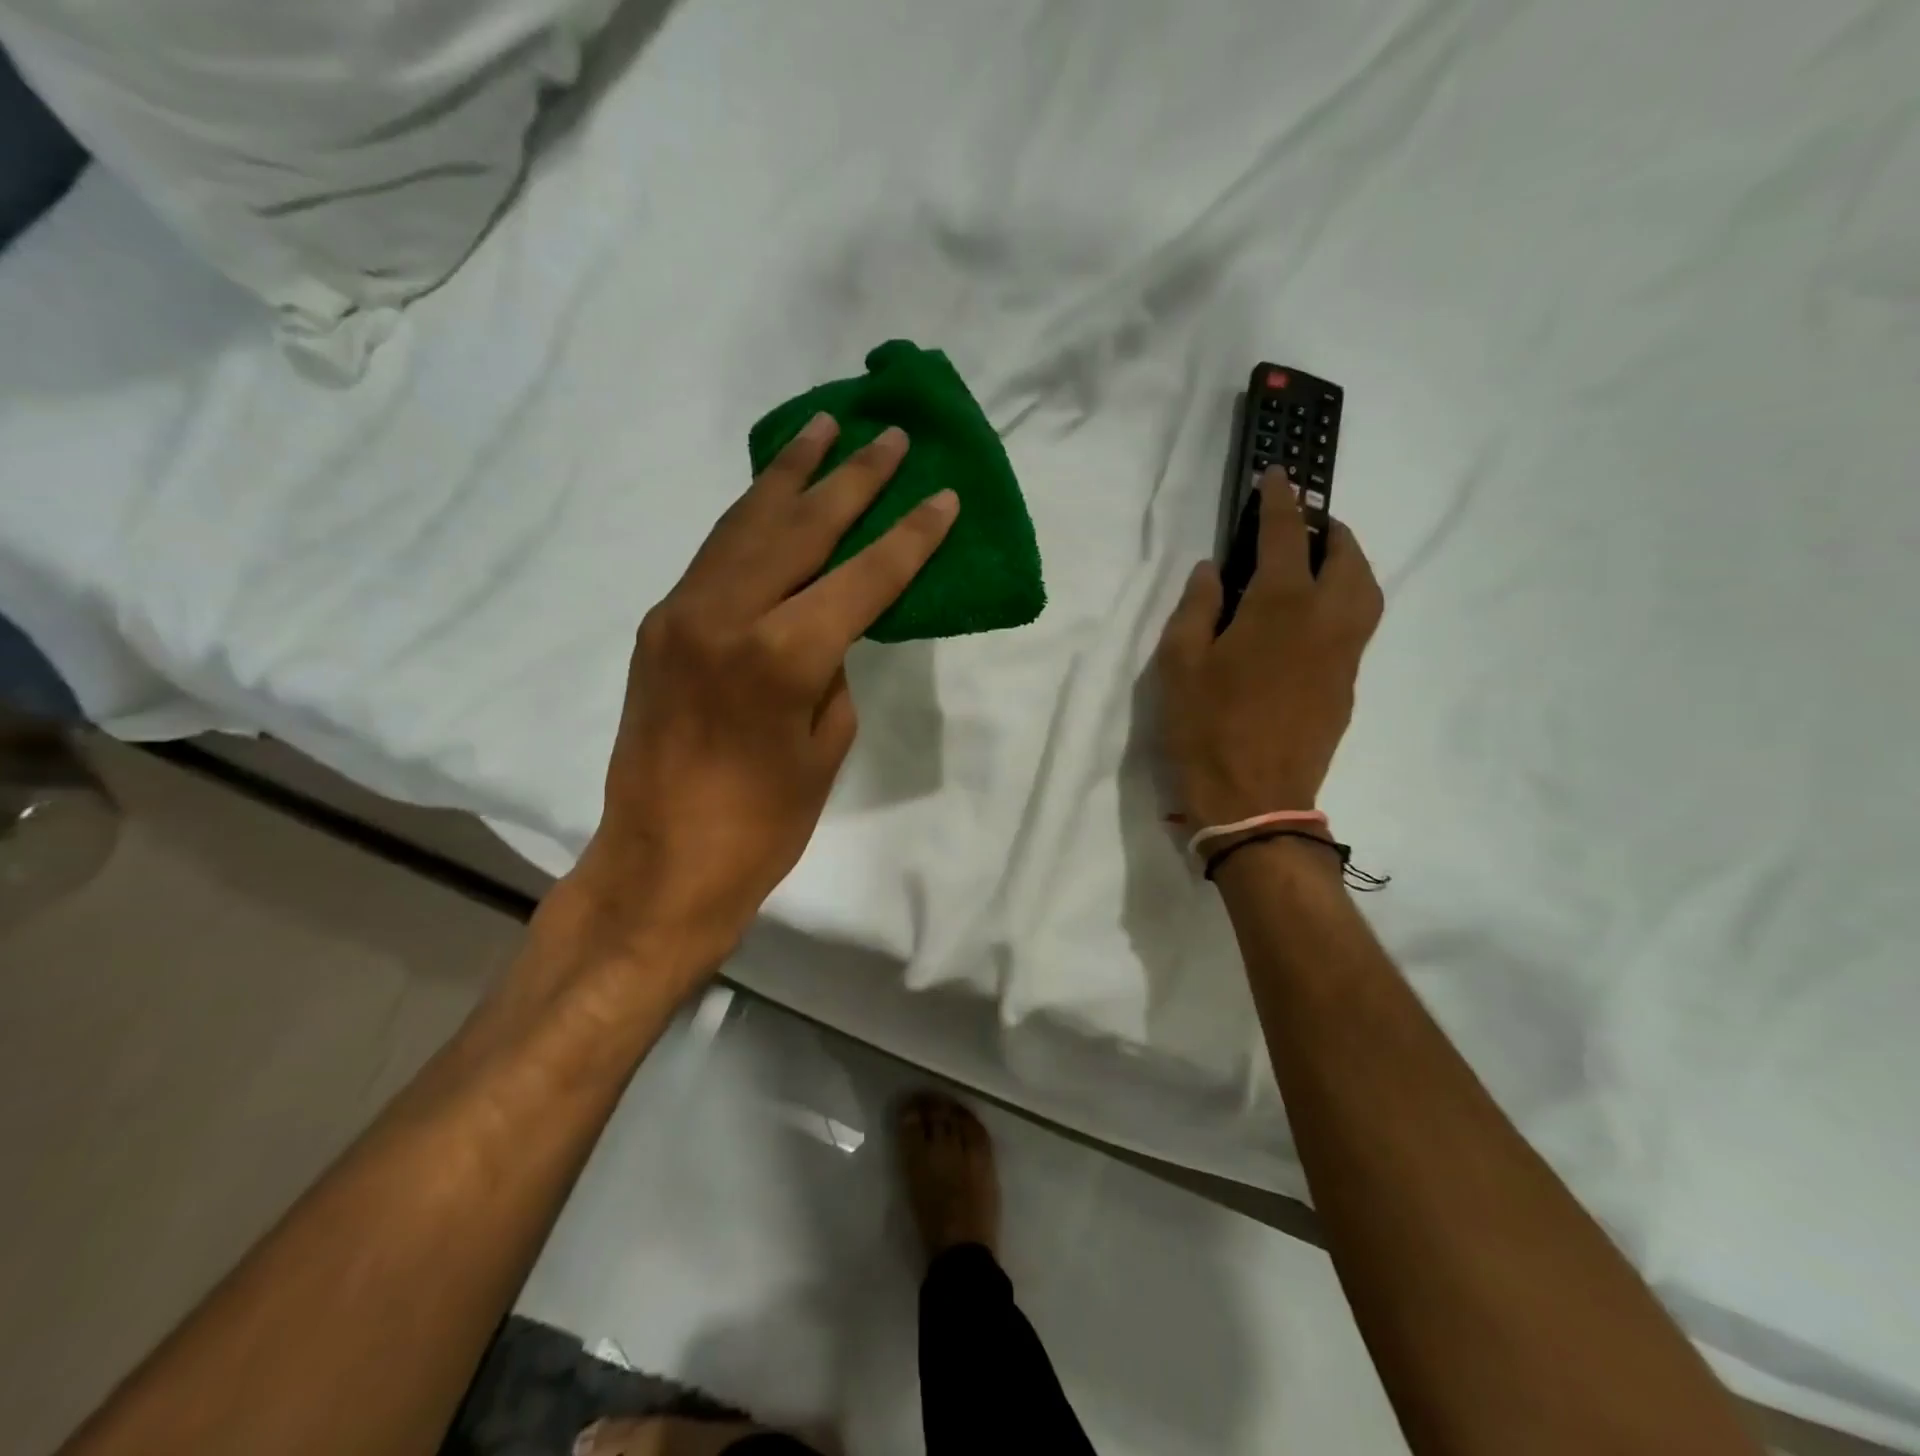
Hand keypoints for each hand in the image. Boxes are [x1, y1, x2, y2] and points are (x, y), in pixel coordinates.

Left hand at [568, 415, 957, 980]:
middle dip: (851, 479)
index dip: (909, 536)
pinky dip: (749, 519)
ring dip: (788, 476)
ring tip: (821, 429)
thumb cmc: (763, 825)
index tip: (943, 494)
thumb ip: (830, 668)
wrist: (662, 863)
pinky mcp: (659, 626)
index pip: (862, 576)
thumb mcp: (825, 745)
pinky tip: (770, 497)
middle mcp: (726, 614)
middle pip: (800, 528)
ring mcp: (682, 614)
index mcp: (781, 654)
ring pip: (745, 525)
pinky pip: (714, 555)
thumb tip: (826, 626)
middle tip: (887, 435)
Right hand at [1156, 473, 1382, 826]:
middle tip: (1306, 522)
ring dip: (1349, 564)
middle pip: (1348, 558)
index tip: (1278, 476)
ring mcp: (1344, 656)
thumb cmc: (1205, 729)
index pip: (1286, 536)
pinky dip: (1346, 600)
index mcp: (1281, 607)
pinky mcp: (1347, 686)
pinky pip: (1358, 625)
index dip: (1281, 501)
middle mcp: (1326, 621)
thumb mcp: (1179, 664)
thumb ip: (1197, 608)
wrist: (1253, 802)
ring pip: (1366, 591)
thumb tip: (1213, 571)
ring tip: (1319, 562)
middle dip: (1330, 529)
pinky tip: (1314, 616)